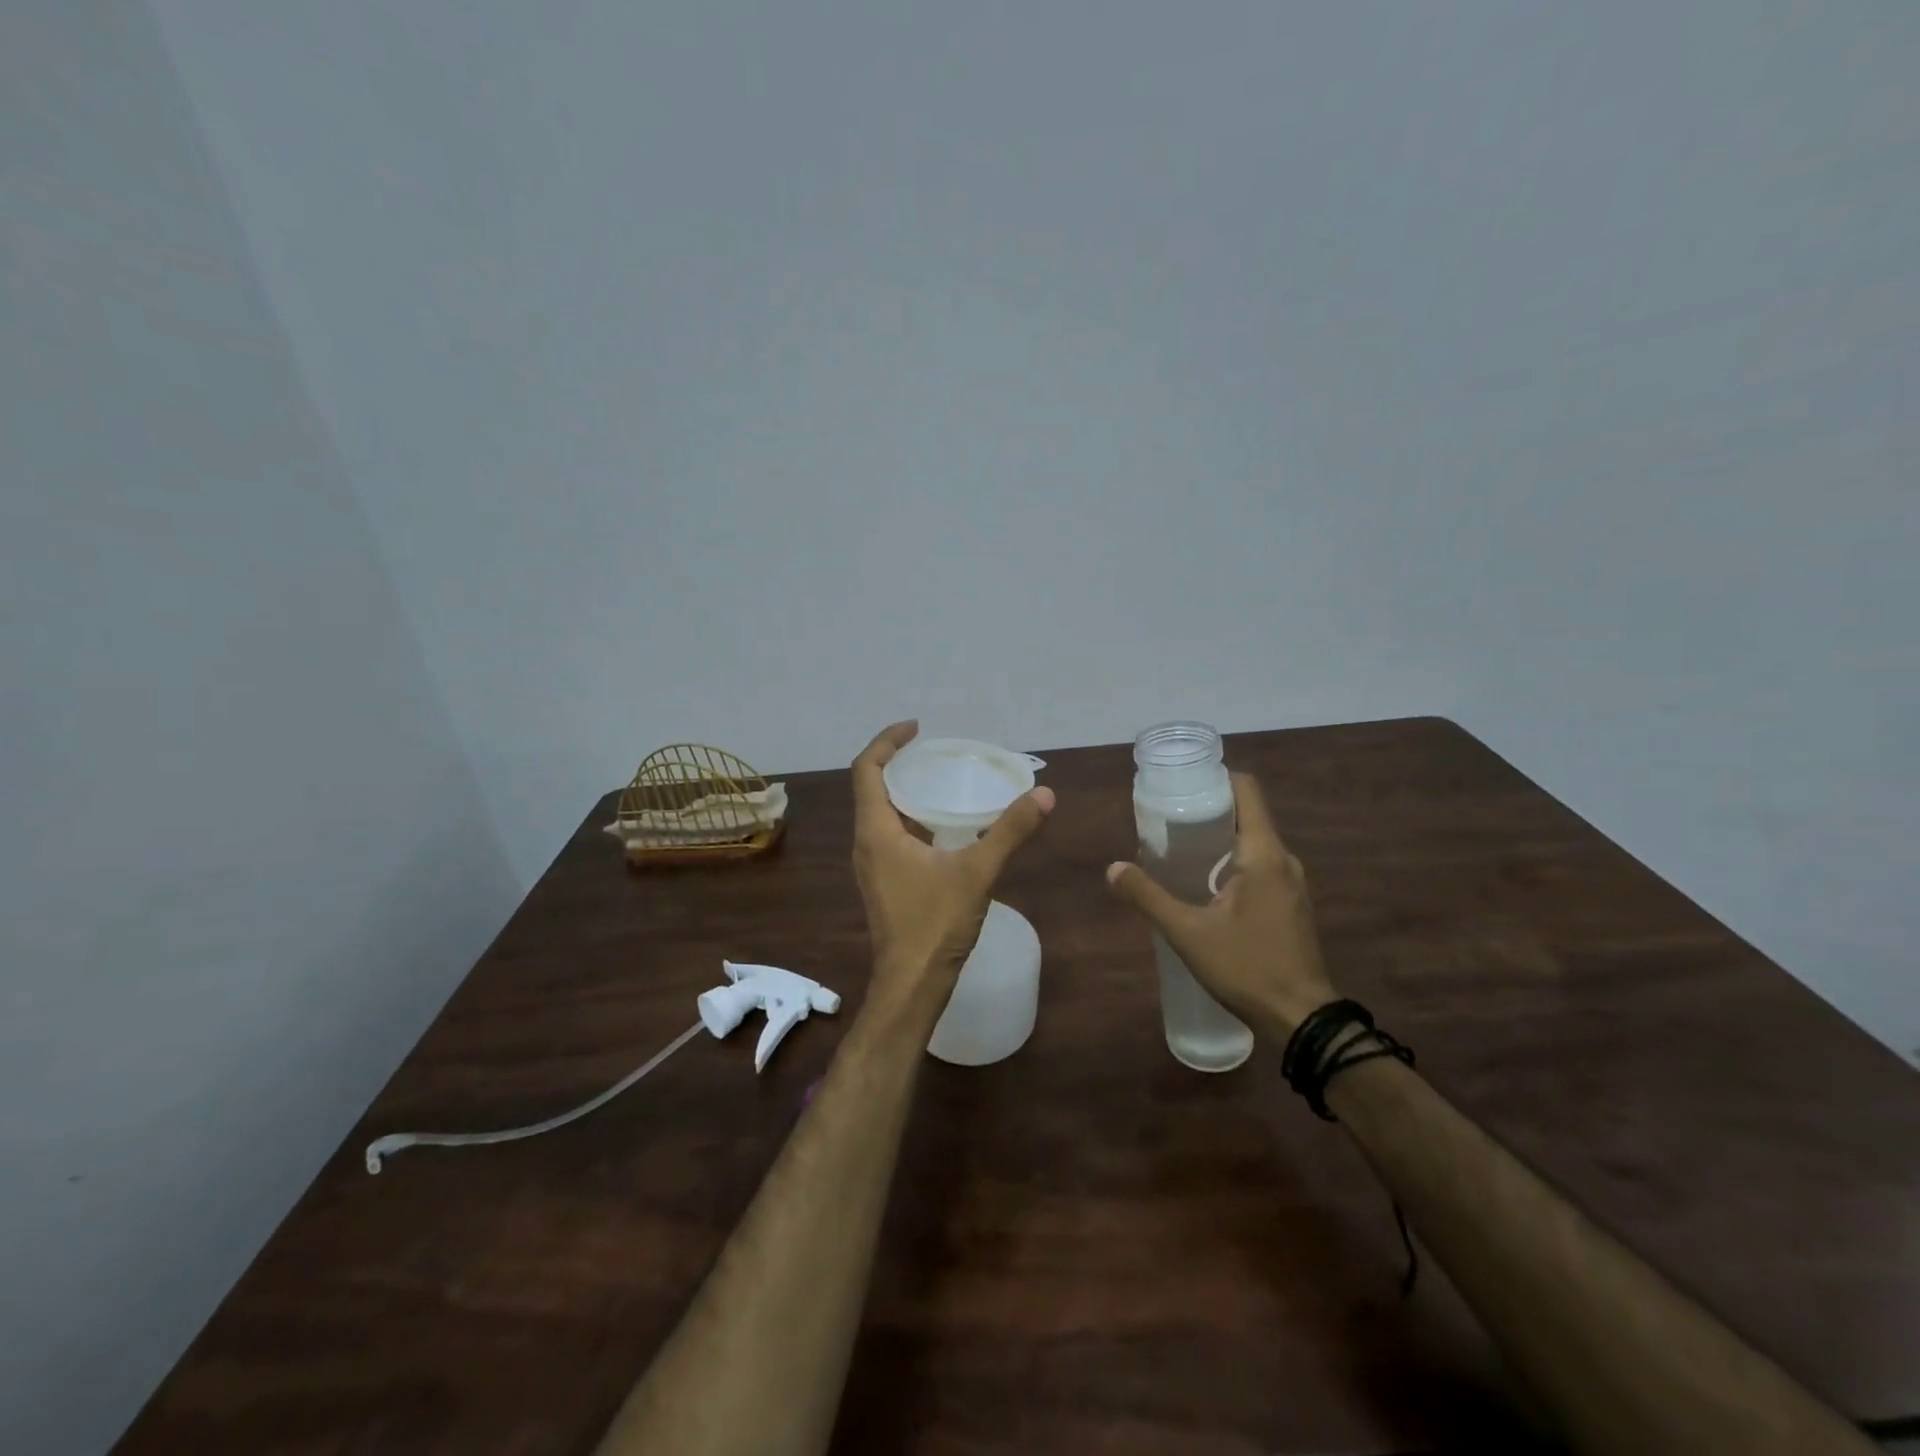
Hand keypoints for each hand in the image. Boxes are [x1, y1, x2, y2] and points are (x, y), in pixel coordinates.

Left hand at [851, 722, 1053, 1008]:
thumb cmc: (934, 925)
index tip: (916, 727)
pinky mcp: (884, 883)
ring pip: (882, 814)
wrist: (911, 986)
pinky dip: (912, 819)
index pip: (866, 769)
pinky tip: (946, 828)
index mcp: (876, 831)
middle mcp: (866, 843)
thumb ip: (1010, 831)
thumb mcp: (977, 872)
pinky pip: (892, 836)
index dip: (887, 741)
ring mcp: (873, 866)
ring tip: (943, 781)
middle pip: (872, 788)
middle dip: (899, 763)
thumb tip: (1044, 794)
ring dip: (905, 792)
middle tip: (936, 751)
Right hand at [1105, 772, 1334, 1038]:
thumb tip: (1112, 869)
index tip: (1181, 784)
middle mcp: (1283, 859)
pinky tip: (1204, 883)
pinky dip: (1233, 861)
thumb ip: (1148, 897)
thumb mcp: (1187, 933)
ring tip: (1179, 848)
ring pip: (1253, 841)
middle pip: (1247, 813)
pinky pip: (1260, 865)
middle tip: (1167, 818)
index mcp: (1263, 854)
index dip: (1215, 778)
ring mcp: (1292, 883)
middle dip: (1208, 809)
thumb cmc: (1247, 967)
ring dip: (1219, 838)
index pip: (1247, 790)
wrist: (1302, 1020)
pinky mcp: (1291, 904)